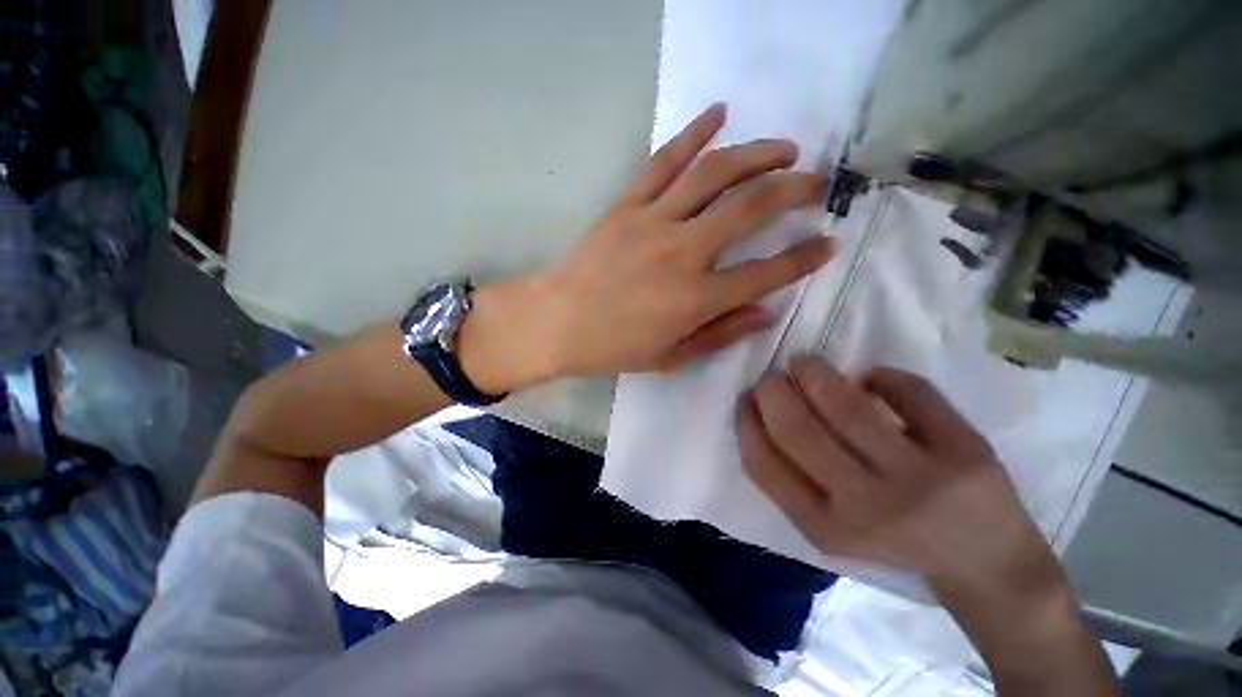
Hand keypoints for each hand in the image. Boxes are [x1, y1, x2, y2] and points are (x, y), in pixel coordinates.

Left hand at [458, 104, 834, 391]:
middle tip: (818, 183)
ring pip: (715, 173)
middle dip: (795, 189)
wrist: (556, 322)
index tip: (827, 244)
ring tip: (786, 147)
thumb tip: (765, 313)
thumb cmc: (613, 347)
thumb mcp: (670, 356)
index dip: (803, 258)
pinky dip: (693, 134)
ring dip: (757, 154)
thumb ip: (720, 334)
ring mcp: (654, 222)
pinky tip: (718, 114)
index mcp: (696, 298)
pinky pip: (664, 161)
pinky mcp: (627, 205)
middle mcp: (683, 252)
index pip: (765, 273)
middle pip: (751, 207)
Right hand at [736, 355, 1064, 601]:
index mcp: (826, 527)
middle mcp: (867, 506)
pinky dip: (882, 376)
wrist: (987, 568)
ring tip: (805, 363)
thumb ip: (789, 478)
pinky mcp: (965, 453)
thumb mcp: (827, 527)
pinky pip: (911, 392)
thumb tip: (762, 411)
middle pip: (799, 429)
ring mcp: (920, 479)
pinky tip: (871, 378)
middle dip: (773, 390)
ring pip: (847, 406)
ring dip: (814, 372)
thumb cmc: (892, 542)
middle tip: (772, 375)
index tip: (746, 397)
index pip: (763, 464)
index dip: (747, 422)